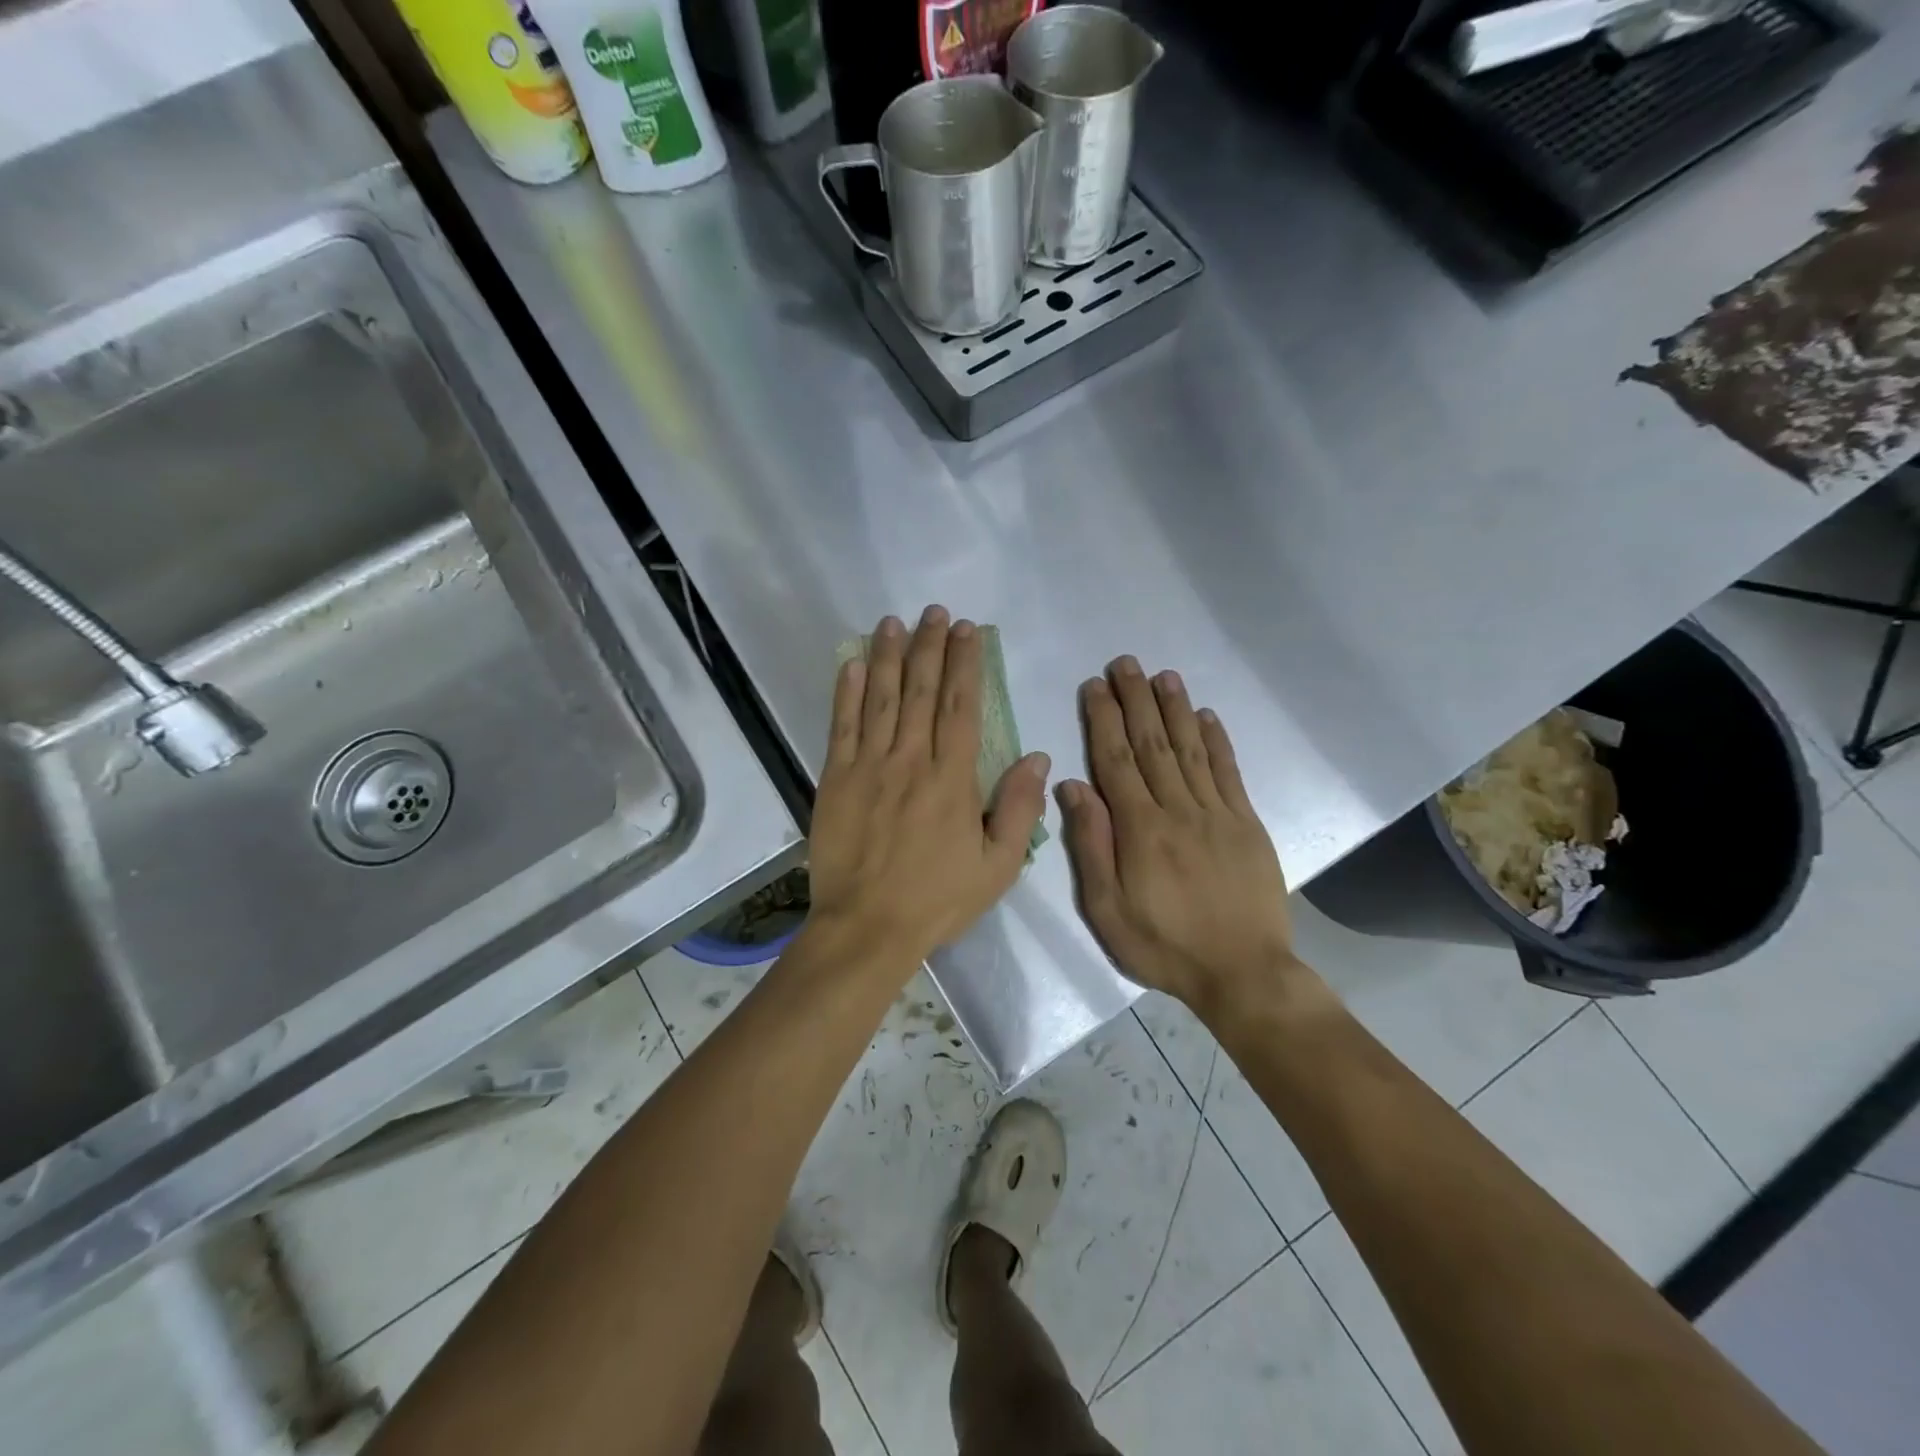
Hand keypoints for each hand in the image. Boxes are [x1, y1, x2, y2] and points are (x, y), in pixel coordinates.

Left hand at [807, 606, 1049, 970]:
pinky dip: (848, 692)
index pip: (961, 706)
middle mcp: (910, 760)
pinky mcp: (835, 779)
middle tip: (935, 612)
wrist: (867, 927)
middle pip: (921, 691)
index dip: (965, 664)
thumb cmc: (937, 899)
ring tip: (895, 622)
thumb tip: (1037, 756)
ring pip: (882, 699)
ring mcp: (868, 766)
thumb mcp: (998, 865)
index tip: (968, 631)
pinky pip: (842, 726)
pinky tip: (854, 663)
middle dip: (930, 647)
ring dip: (890, 656)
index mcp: (952, 778)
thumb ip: (1018, 808)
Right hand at [1057, 658, 1300, 1013]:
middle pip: (1152, 744)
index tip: (1095, 686)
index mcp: (1140, 829)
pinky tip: (1207, 716)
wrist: (1243, 972)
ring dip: (1175, 709)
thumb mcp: (1107, 909)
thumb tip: (1073, 787)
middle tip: (1125, 663)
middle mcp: (1178, 809)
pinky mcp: (1246, 824)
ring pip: (1191, 749)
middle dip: (1136, 700)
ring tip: (1164, 675)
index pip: (1116, 761)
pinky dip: (1218, 741)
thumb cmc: (1164, 945)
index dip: (1104, 720)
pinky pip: (1229, 773)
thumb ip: (1091, 845)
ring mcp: (1217, 813)